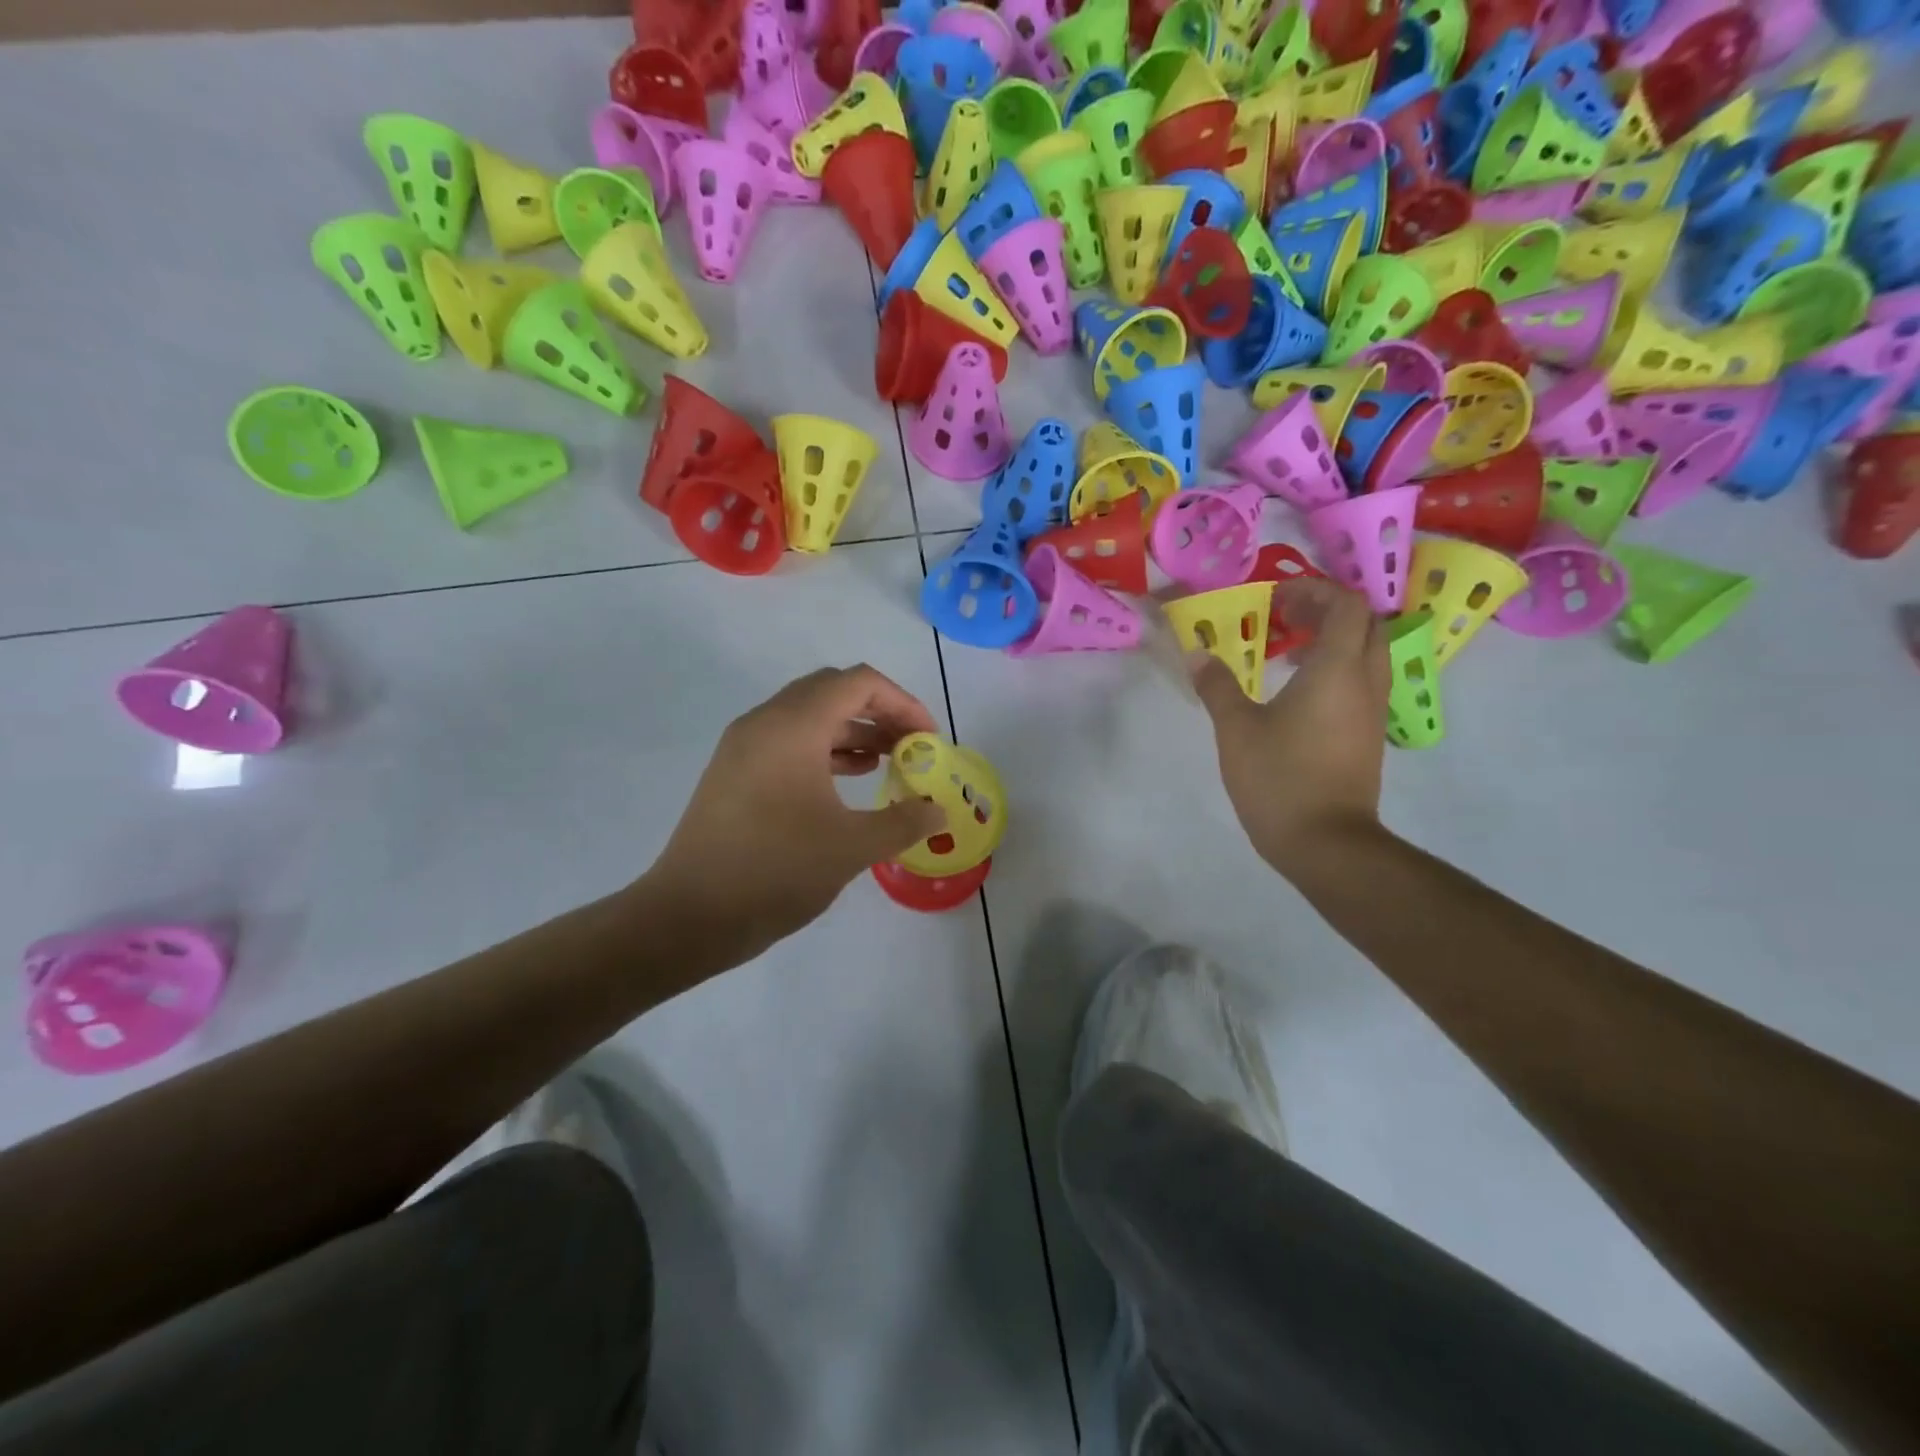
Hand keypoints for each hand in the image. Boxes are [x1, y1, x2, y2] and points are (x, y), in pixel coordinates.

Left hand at [640, 665, 948, 966]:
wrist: (691, 915)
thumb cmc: (776, 871)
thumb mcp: (852, 847)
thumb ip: (904, 821)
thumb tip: (937, 811)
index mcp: (794, 726)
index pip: (858, 683)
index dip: (902, 703)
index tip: (928, 739)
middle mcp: (765, 722)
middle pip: (832, 690)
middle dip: (879, 712)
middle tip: (911, 746)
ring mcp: (744, 746)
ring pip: (809, 715)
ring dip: (852, 730)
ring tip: (888, 761)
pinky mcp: (734, 772)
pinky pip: (788, 740)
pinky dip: (824, 749)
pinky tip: (848, 779)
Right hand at [1192, 579, 1388, 877]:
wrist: (1326, 842)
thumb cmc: (1279, 778)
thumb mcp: (1236, 729)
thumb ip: (1218, 686)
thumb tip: (1197, 654)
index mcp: (1337, 669)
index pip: (1345, 604)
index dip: (1312, 591)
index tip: (1274, 600)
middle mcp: (1365, 680)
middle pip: (1364, 622)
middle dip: (1325, 610)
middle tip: (1283, 618)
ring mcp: (1373, 709)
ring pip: (1367, 652)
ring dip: (1332, 639)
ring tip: (1287, 652)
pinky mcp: (1369, 734)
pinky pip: (1362, 680)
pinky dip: (1336, 668)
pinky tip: (1297, 692)